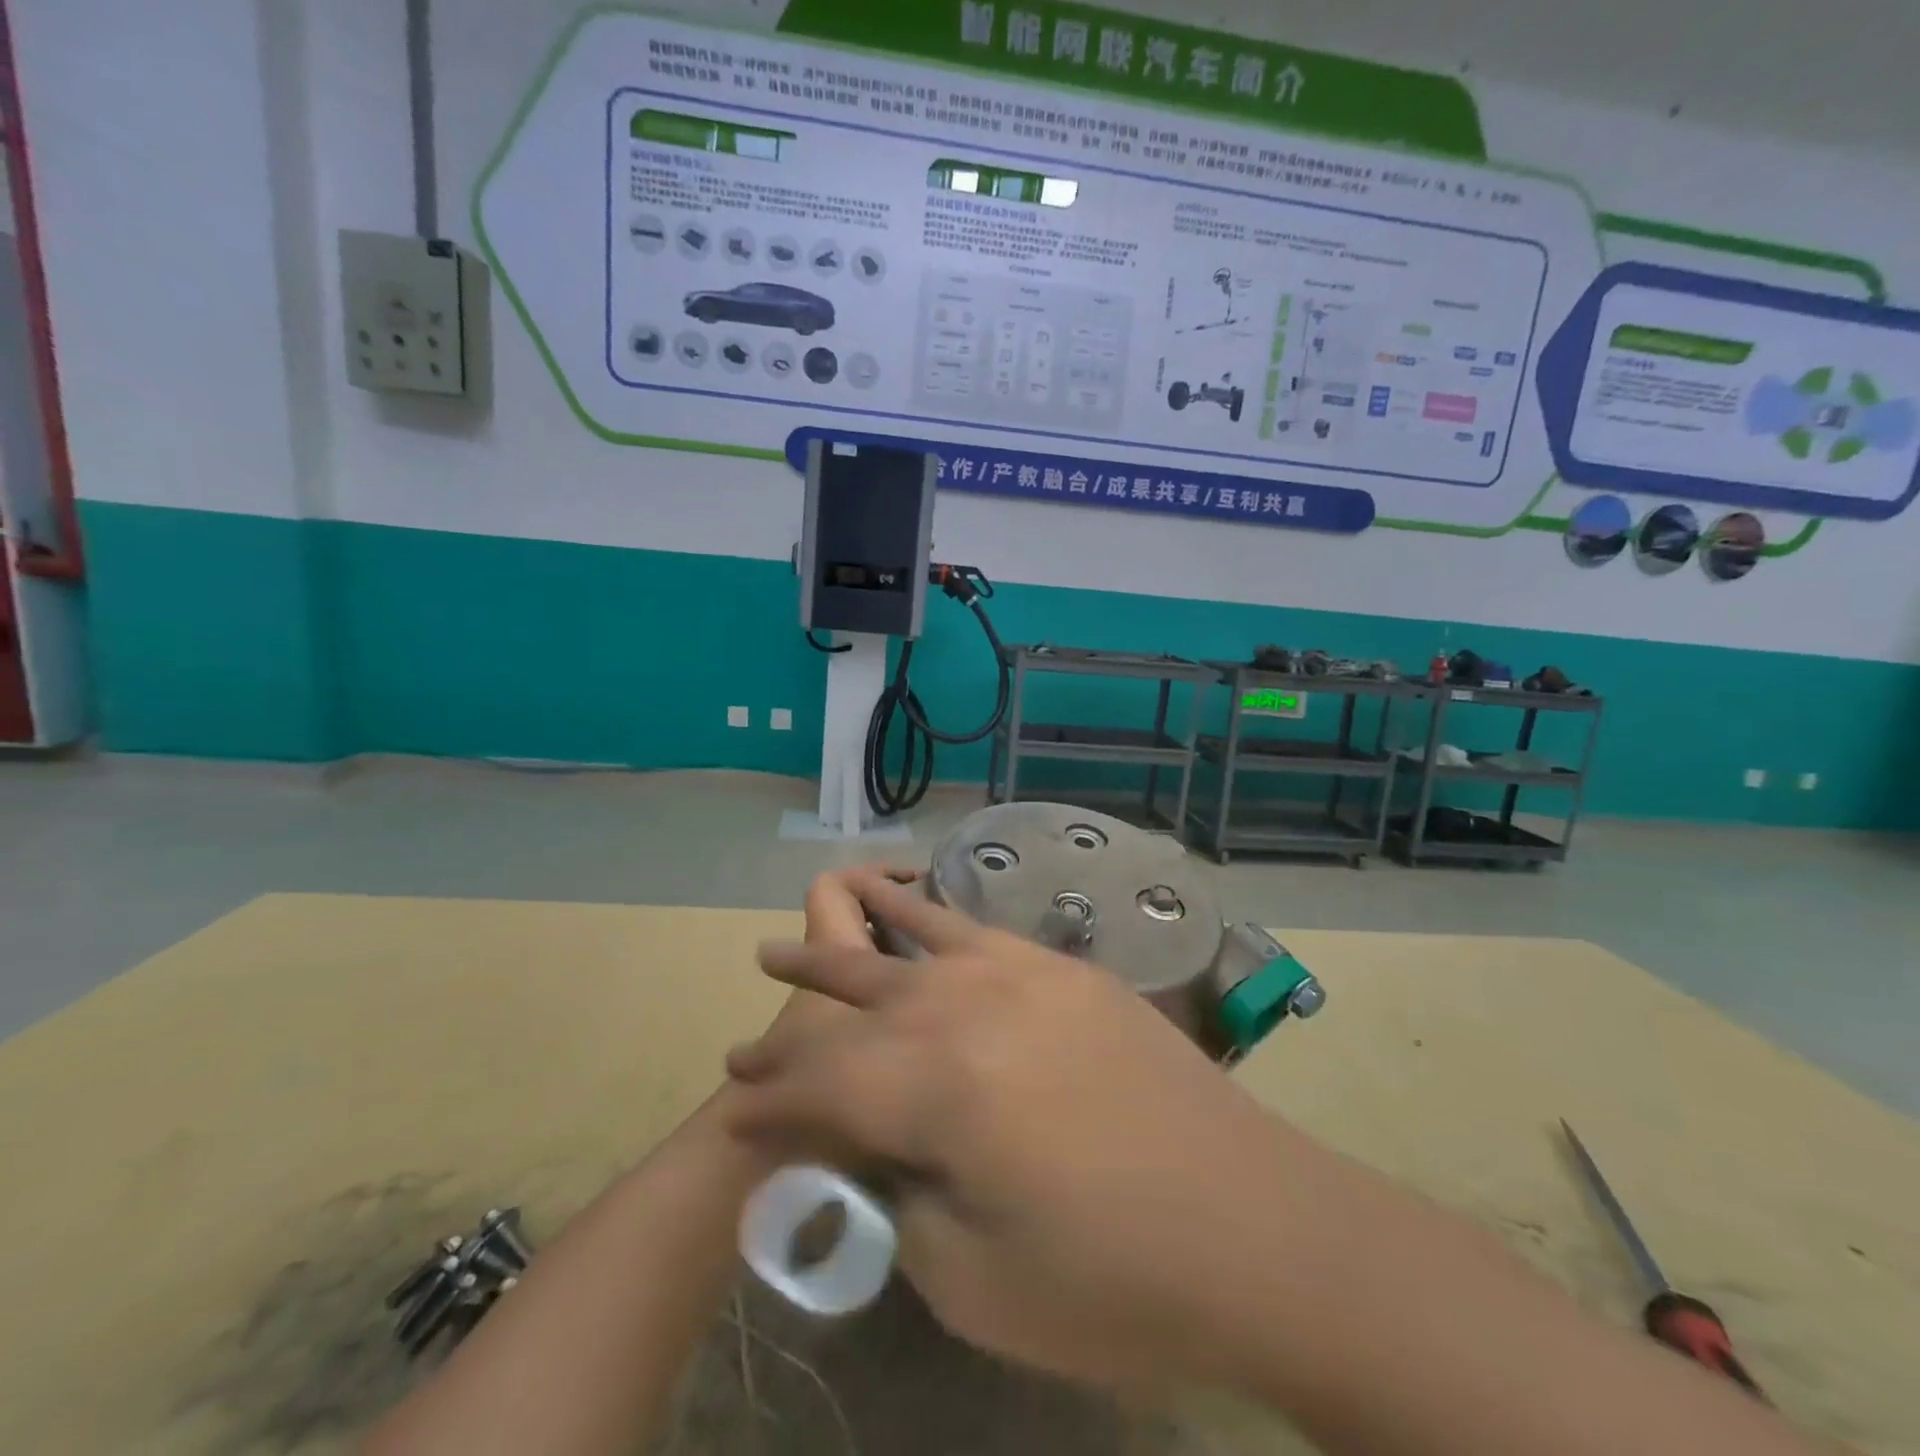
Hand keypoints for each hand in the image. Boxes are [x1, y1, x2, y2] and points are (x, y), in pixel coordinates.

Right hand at [725, 869, 1284, 1392]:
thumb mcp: (973, 1281)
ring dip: (846, 945)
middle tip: (748, 1032)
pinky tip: (908, 902)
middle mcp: (969, 1008)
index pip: (825, 1089)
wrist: (1256, 1227)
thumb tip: (877, 1153)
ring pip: (907, 946)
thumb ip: (902, 1201)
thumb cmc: (1113, 1280)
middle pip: (856, 1004)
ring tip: (795, 937)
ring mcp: (1021, 974)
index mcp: (938, 1088)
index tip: (733, 1118)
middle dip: (795, 1019)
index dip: (771, 1108)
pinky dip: (929, 913)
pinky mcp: (1063, 969)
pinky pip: (977, 928)